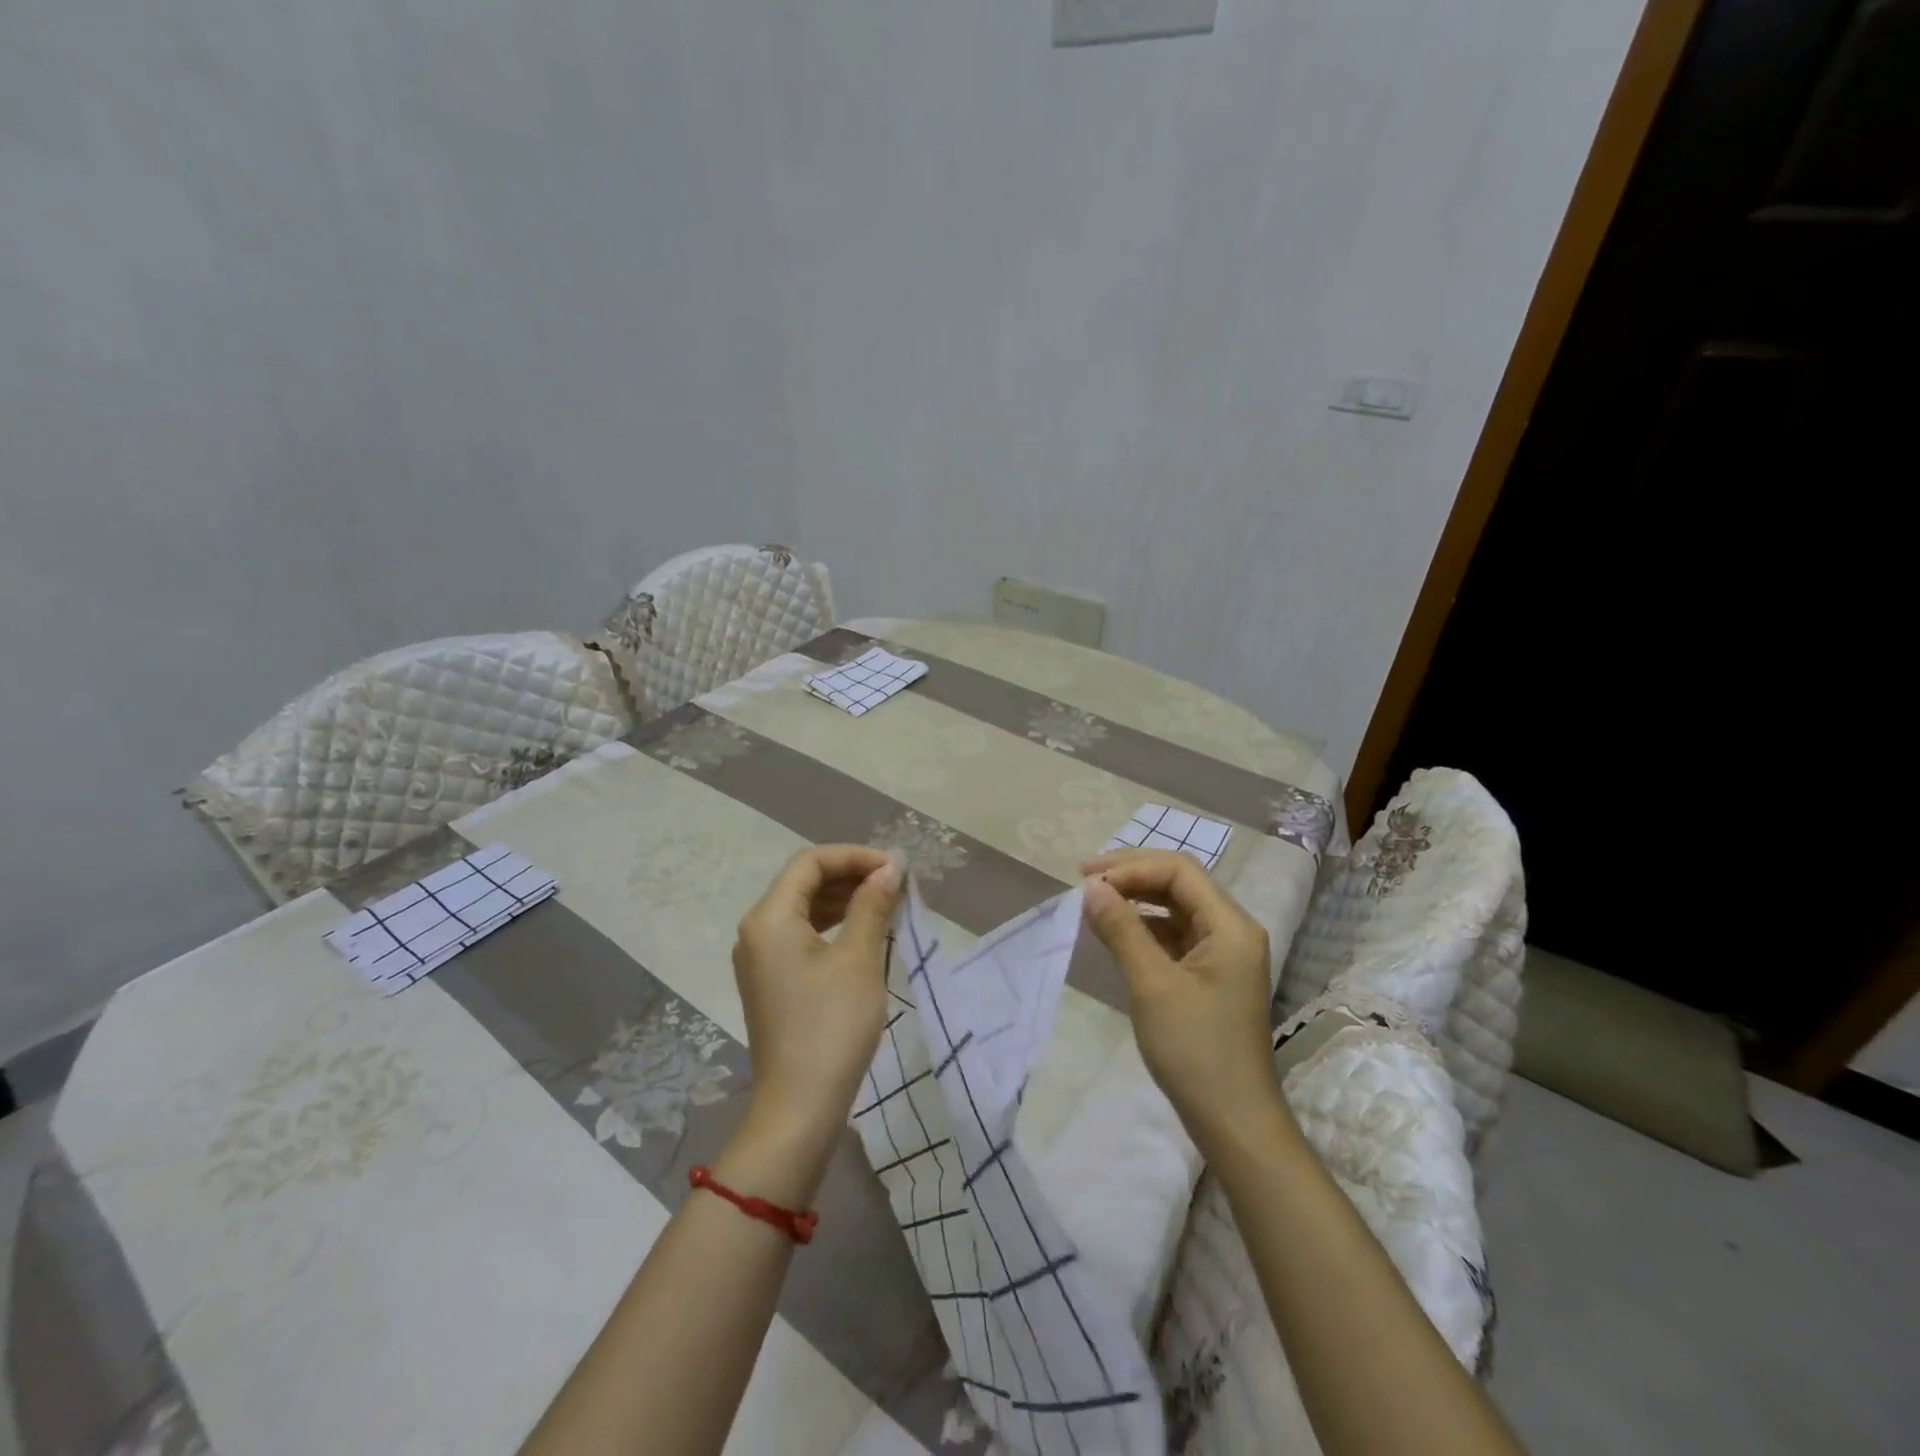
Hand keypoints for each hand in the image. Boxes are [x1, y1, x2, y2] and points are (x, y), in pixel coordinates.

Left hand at [731, 846, 902, 1164]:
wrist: (799, 1108)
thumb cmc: (831, 1026)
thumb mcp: (859, 959)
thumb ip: (872, 905)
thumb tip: (890, 868)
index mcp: (769, 918)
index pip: (810, 863)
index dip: (854, 856)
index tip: (894, 868)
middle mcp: (756, 931)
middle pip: (803, 882)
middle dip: (850, 875)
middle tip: (895, 884)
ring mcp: (760, 959)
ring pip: (803, 909)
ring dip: (843, 900)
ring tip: (886, 904)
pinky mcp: (771, 982)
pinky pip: (801, 936)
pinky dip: (832, 926)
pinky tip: (863, 933)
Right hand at [1080, 849, 1281, 1148]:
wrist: (1233, 1121)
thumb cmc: (1195, 1049)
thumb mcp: (1152, 984)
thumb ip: (1121, 929)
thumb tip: (1091, 887)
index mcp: (1230, 924)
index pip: (1178, 870)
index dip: (1130, 866)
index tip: (1086, 878)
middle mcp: (1231, 930)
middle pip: (1179, 883)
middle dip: (1131, 876)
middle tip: (1084, 881)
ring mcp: (1222, 954)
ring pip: (1175, 908)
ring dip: (1135, 900)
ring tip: (1093, 904)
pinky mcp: (1210, 976)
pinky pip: (1174, 935)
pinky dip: (1144, 928)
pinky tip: (1115, 934)